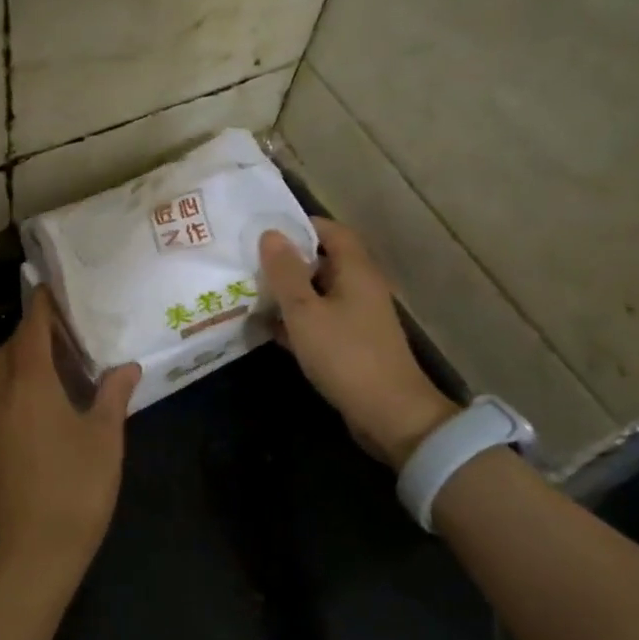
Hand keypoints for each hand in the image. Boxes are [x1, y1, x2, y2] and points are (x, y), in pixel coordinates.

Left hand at [0, 288, 139, 584]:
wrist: (35, 550)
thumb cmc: (76, 487)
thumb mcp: (105, 438)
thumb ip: (113, 396)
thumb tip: (127, 366)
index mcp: (31, 387)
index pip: (30, 332)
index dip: (40, 308)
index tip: (52, 288)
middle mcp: (4, 397)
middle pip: (9, 350)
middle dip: (30, 331)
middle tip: (64, 327)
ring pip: (2, 374)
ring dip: (22, 357)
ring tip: (59, 359)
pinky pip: (2, 396)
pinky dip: (19, 382)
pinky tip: (48, 398)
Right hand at [260, 218, 457, 467]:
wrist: (389, 413)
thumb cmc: (345, 355)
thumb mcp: (305, 311)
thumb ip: (285, 272)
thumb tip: (270, 234)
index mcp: (355, 270)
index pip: (330, 230)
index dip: (299, 225)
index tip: (264, 230)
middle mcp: (360, 287)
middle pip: (323, 261)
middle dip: (288, 260)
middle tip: (249, 260)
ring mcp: (358, 317)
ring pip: (318, 293)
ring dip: (289, 292)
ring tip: (250, 291)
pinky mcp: (352, 344)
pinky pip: (320, 320)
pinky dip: (297, 320)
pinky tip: (268, 328)